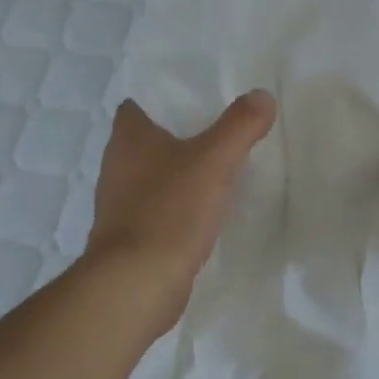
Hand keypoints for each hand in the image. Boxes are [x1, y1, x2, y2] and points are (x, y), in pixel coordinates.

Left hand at [83, 91, 276, 320]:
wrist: (137, 283)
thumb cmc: (170, 210)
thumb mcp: (214, 161)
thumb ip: (240, 125)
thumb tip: (261, 95)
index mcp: (128, 138)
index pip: (138, 104)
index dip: (164, 98)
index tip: (198, 98)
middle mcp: (117, 166)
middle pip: (147, 140)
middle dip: (178, 135)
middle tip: (219, 130)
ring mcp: (120, 204)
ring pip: (153, 176)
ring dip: (178, 172)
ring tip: (217, 168)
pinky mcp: (130, 236)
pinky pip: (158, 208)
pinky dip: (177, 205)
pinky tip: (205, 210)